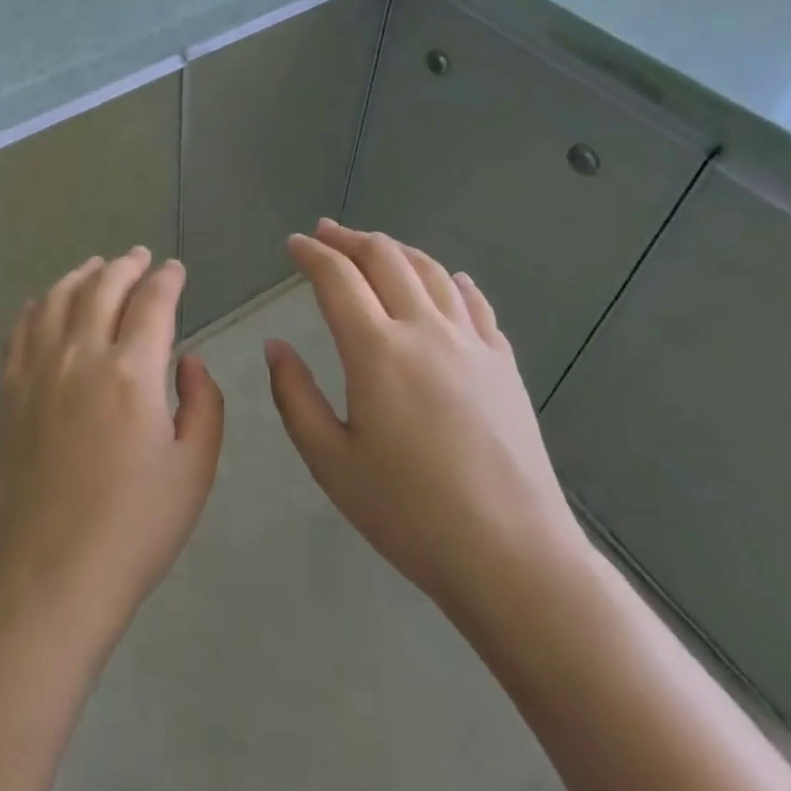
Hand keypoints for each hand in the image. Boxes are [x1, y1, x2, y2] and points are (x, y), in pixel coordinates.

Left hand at [0, 248, 224, 645]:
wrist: (49, 576)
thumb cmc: (134, 529)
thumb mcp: (194, 470)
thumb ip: (203, 404)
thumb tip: (189, 360)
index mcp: (133, 372)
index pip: (153, 302)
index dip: (168, 279)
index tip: (176, 269)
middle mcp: (82, 355)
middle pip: (104, 287)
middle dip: (127, 265)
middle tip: (141, 257)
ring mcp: (39, 370)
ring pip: (60, 297)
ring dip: (83, 274)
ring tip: (98, 266)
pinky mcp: (11, 390)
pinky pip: (22, 328)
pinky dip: (40, 304)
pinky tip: (48, 303)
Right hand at [267, 220, 590, 637]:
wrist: (514, 558)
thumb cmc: (409, 514)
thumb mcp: (331, 462)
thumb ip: (295, 396)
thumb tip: (276, 346)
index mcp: (377, 350)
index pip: (337, 277)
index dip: (311, 253)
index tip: (294, 244)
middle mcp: (424, 330)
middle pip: (385, 258)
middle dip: (350, 238)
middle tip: (326, 232)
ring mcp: (471, 343)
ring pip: (430, 271)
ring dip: (396, 250)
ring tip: (374, 248)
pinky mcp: (503, 364)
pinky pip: (474, 303)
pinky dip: (451, 280)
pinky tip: (447, 279)